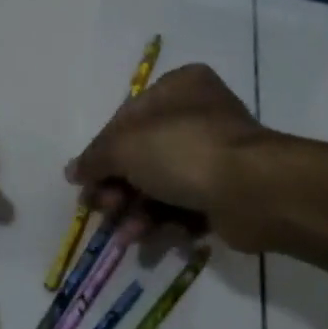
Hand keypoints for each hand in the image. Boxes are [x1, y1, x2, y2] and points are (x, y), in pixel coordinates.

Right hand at [65, 64, 274, 249]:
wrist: (254, 191)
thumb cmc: (184, 151)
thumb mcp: (125, 146)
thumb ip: (95, 158)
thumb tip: (73, 172)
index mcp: (178, 88)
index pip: (126, 119)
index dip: (102, 152)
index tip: (85, 182)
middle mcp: (199, 115)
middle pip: (142, 154)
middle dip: (117, 187)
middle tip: (101, 210)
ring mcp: (216, 154)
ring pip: (162, 183)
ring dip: (136, 210)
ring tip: (124, 234)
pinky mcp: (227, 192)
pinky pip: (185, 205)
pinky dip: (163, 223)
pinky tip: (147, 240)